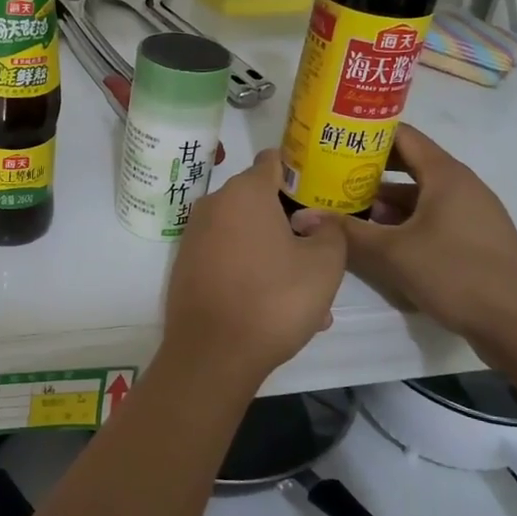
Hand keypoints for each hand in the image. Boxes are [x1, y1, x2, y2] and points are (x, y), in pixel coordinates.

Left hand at [161, 150, 347, 385]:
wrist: (212, 353)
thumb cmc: (274, 299)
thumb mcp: (325, 264)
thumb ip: (330, 230)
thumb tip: (314, 220)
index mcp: (245, 191)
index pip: (273, 162)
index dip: (300, 173)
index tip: (321, 195)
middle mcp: (214, 204)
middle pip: (260, 201)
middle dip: (290, 224)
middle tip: (319, 256)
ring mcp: (195, 236)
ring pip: (247, 235)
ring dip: (275, 255)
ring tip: (307, 297)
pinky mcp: (186, 265)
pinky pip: (228, 257)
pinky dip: (251, 272)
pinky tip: (274, 308)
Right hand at [293, 123, 516, 355]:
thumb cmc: (457, 274)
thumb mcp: (392, 254)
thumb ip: (347, 232)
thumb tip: (302, 216)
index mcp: (446, 174)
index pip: (402, 135)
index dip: (367, 133)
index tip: (332, 139)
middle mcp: (461, 185)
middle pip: (408, 164)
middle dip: (368, 170)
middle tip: (328, 175)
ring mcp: (471, 213)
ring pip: (419, 195)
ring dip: (384, 200)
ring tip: (345, 210)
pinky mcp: (474, 239)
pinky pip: (432, 217)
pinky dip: (404, 221)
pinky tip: (380, 240)